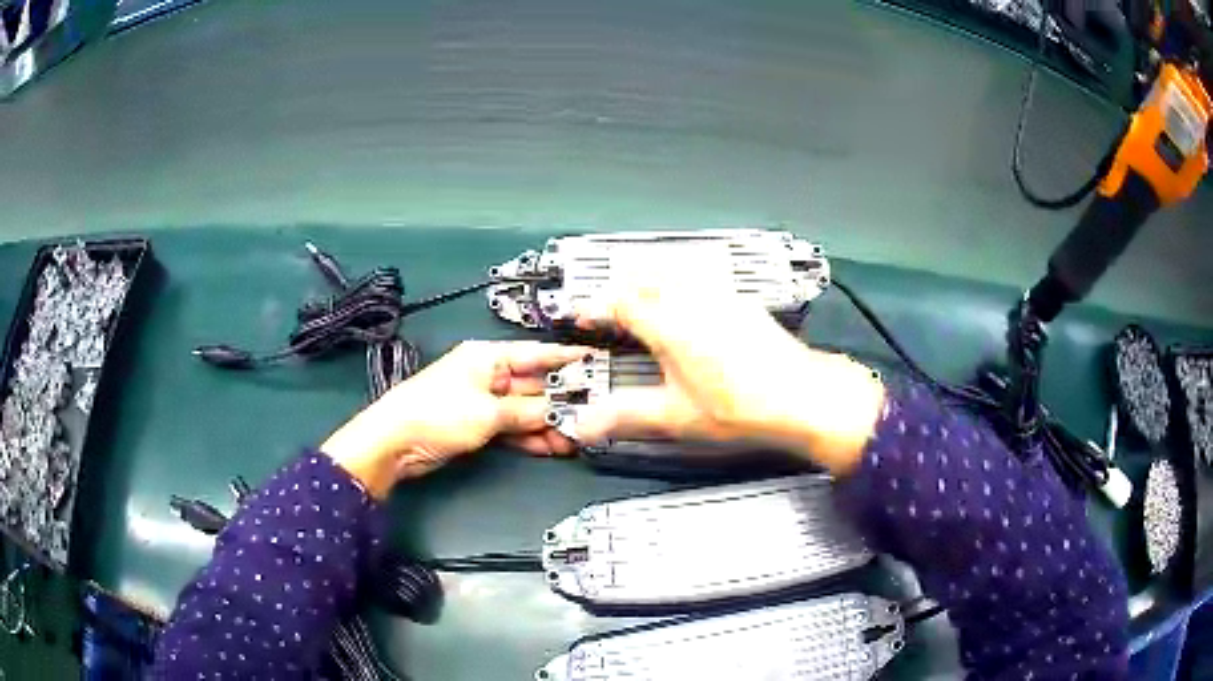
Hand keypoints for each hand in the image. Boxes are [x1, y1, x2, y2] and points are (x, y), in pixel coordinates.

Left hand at [321, 341, 585, 497]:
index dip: (567, 358)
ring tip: (576, 439)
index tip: (596, 362)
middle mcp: (487, 375)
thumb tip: (559, 412)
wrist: (396, 443)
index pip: (536, 353)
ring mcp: (482, 401)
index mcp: (488, 357)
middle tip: (592, 415)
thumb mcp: (488, 412)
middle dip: (561, 402)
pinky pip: (512, 428)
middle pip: (534, 386)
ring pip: (525, 411)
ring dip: (548, 425)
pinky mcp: (477, 425)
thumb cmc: (437, 413)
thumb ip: (528, 411)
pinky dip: (529, 437)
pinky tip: (552, 447)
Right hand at [573, 285, 885, 474]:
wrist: (800, 396)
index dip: (596, 307)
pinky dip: (681, 277)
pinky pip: (702, 274)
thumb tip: (585, 425)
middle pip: (646, 273)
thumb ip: (625, 416)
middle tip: (608, 306)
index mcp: (669, 325)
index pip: (620, 301)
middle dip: (620, 285)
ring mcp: (720, 295)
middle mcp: (692, 300)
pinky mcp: (741, 300)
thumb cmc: (738, 408)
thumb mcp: (676, 417)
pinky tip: (687, 299)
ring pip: (674, 267)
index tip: (584, 317)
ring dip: (650, 275)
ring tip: (641, 295)